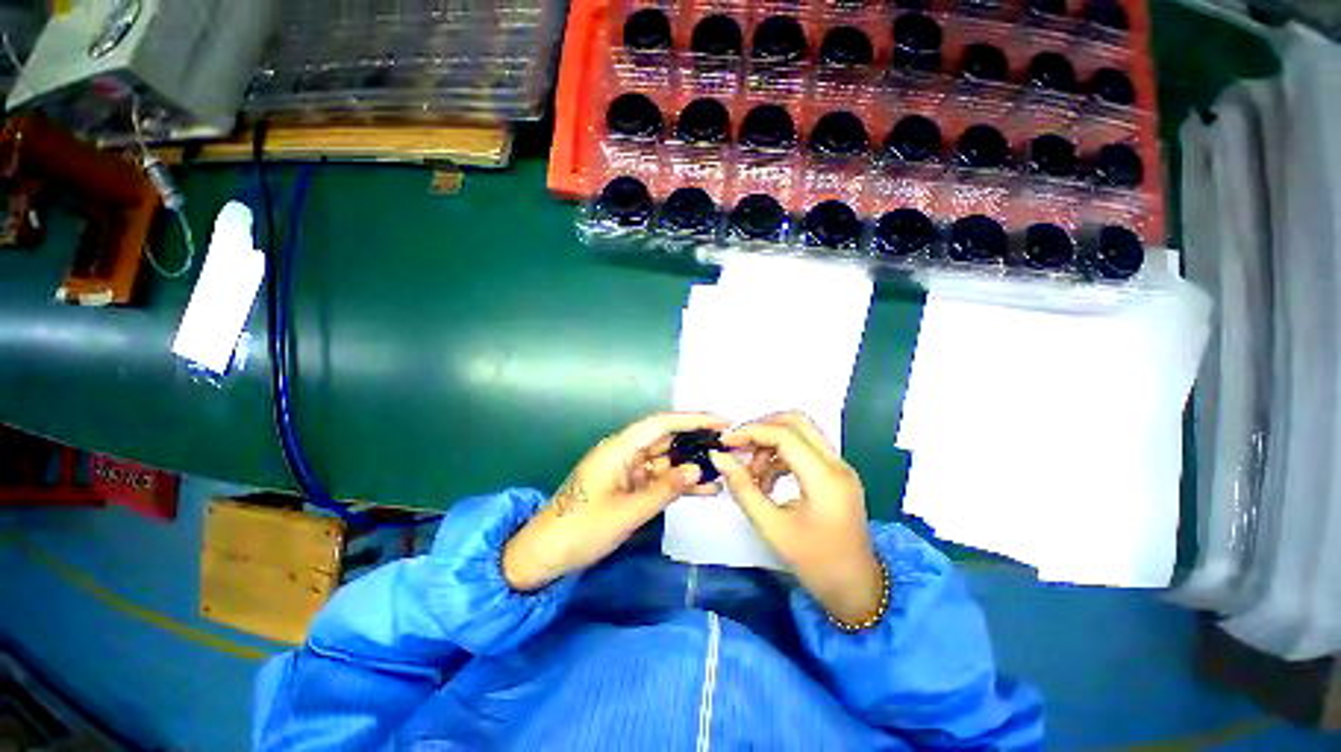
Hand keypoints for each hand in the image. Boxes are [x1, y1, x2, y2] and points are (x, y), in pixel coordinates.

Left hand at [503, 412, 728, 591]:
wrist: (545, 554)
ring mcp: (628, 469)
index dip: (693, 419)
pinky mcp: (629, 485)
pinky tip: (705, 489)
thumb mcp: (627, 512)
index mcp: (619, 448)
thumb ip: (665, 489)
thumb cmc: (581, 530)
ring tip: (725, 466)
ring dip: (692, 463)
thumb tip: (698, 469)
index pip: (661, 424)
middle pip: (666, 437)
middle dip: (697, 439)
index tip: (722, 421)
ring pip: (666, 459)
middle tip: (730, 443)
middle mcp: (625, 452)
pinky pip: (659, 478)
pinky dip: (679, 482)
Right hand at [710, 413, 882, 624]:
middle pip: (797, 422)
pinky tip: (767, 482)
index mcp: (825, 477)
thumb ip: (743, 488)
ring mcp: (840, 467)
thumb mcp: (772, 527)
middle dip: (763, 428)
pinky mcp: (836, 475)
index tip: (725, 442)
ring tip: (753, 476)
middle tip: (739, 447)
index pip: (784, 434)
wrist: (857, 590)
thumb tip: (719, 458)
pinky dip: (782, 457)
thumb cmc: (815, 563)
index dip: (751, 432)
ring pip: (801, 434)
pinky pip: (805, 451)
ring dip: (771, 445)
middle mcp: (837, 464)